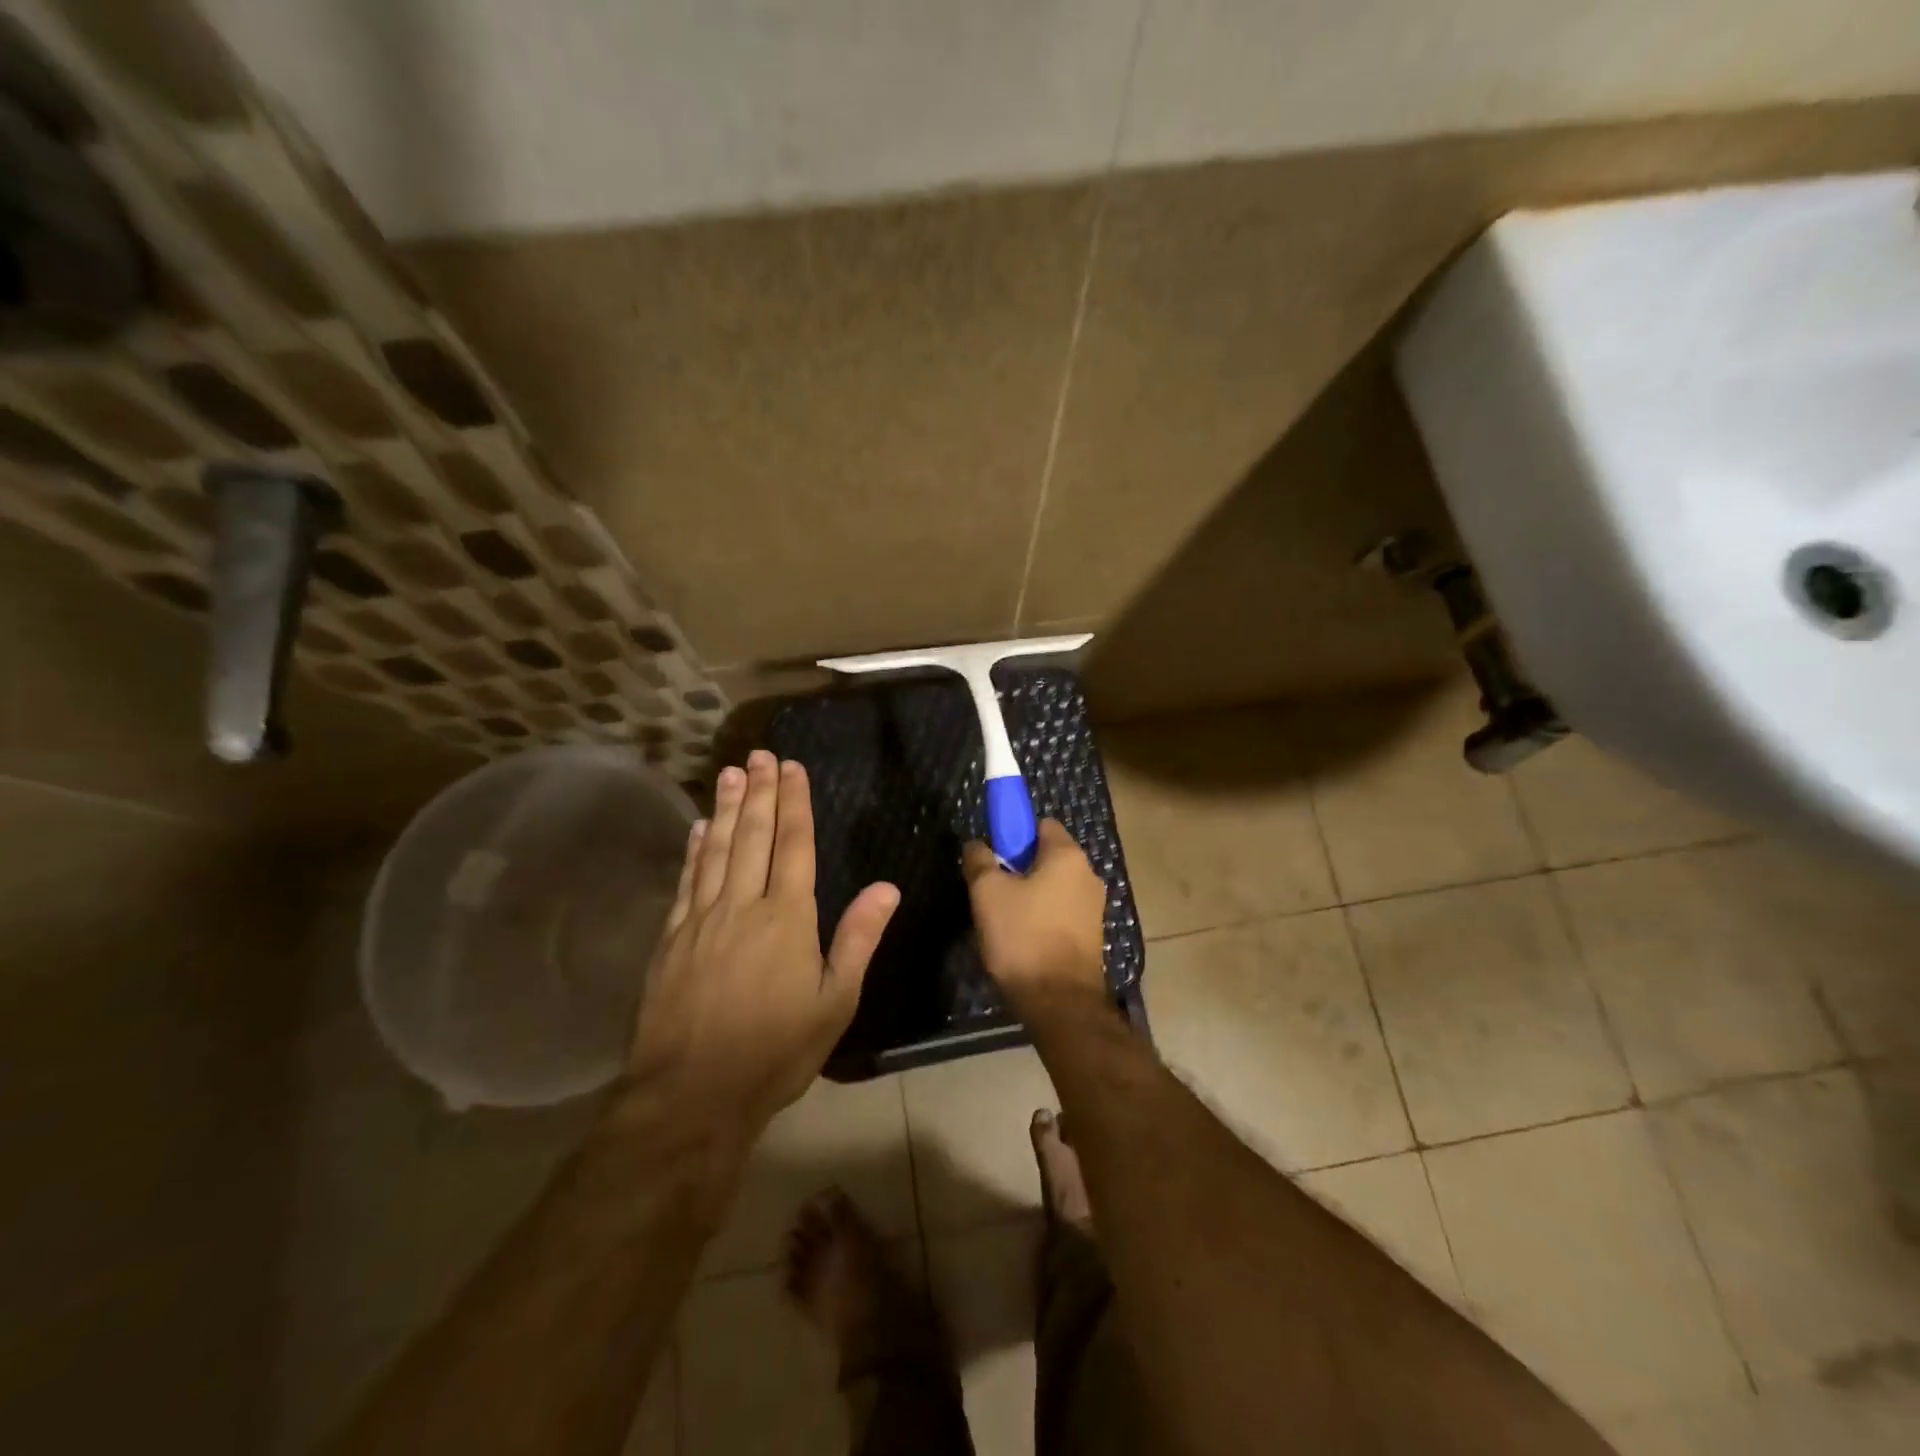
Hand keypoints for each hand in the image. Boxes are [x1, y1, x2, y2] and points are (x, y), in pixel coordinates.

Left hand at [629, 750, 899, 1137]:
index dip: (795, 803)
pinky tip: (700, 829)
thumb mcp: (834, 1002)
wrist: (691, 1095)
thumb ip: (858, 939)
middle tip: (759, 754)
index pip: (794, 845)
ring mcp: (701, 920)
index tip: (792, 767)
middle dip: (760, 792)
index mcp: (787, 918)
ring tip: (731, 773)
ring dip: (727, 808)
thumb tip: (887, 887)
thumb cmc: (775, 1051)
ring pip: (718, 850)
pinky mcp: (672, 939)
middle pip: (754, 837)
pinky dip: (695, 850)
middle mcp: (743, 906)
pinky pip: (687, 882)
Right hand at [961, 819, 1107, 1013]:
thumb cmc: (1023, 936)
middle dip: (1018, 868)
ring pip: (1053, 887)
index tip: (993, 856)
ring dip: (1029, 896)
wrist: (1059, 1002)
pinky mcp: (1091, 936)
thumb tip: (976, 845)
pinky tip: (1022, 940)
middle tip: (991, 890)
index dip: (1013, 835)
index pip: (1041, 824)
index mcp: (1067, 856)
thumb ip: (979, 860)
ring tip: (1002, 920)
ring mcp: (1093, 907)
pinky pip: (1060, 913)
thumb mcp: (987, 892)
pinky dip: (1041, 919)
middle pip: (1047, 857)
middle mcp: (1088, 875)